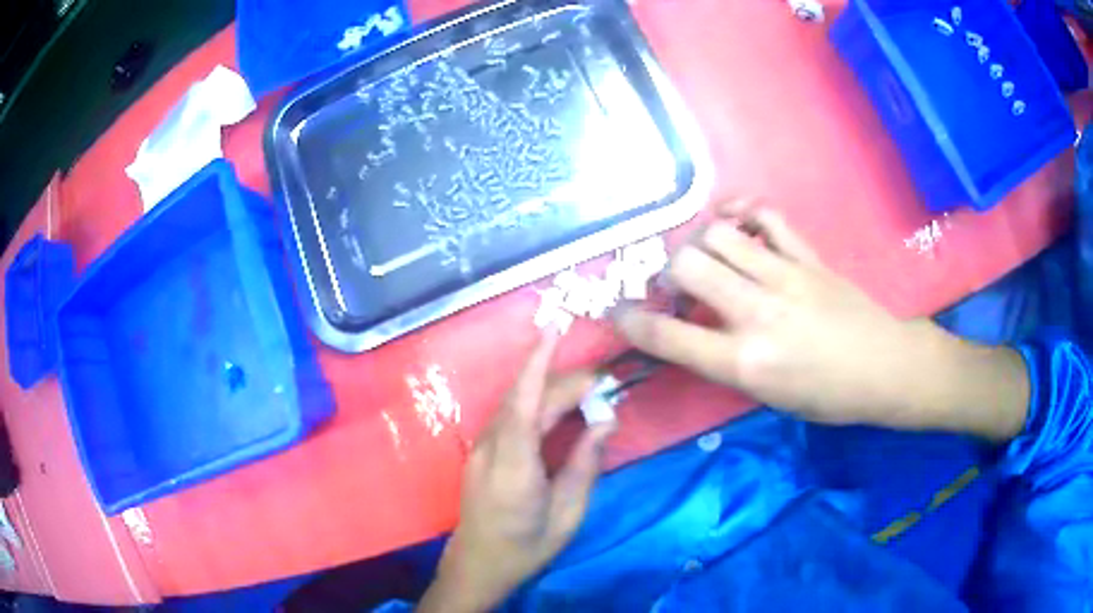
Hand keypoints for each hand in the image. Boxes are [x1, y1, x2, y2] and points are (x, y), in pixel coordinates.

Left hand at [419, 332, 615, 612]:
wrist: (479, 564)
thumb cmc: (527, 547)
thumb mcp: (567, 514)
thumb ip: (584, 465)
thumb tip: (604, 420)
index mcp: (513, 467)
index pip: (524, 404)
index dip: (537, 365)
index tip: (554, 331)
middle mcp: (491, 449)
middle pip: (524, 400)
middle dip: (561, 381)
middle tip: (602, 383)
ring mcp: (481, 449)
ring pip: (514, 404)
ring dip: (547, 387)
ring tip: (585, 388)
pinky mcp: (481, 452)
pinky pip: (509, 416)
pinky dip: (534, 402)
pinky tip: (556, 406)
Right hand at [615, 203, 1028, 439]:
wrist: (885, 368)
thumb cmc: (828, 398)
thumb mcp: (770, 397)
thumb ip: (728, 361)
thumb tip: (697, 333)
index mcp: (746, 363)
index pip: (670, 338)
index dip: (633, 322)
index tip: (617, 313)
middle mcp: (758, 313)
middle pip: (688, 265)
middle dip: (667, 270)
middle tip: (676, 283)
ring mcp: (785, 277)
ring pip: (720, 233)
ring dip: (700, 241)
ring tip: (707, 254)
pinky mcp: (808, 256)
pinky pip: (767, 218)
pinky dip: (744, 213)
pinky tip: (739, 223)